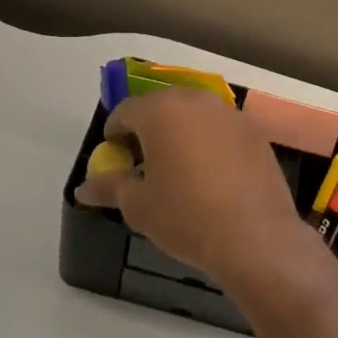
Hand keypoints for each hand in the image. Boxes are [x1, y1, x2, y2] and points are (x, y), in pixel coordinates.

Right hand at [74, 89, 311, 291]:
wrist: (254, 237)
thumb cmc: (186, 216)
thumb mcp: (138, 206)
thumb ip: (109, 187)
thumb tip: (83, 188)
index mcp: (161, 111)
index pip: (126, 111)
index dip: (114, 134)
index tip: (114, 158)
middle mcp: (196, 101)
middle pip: (162, 106)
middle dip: (148, 129)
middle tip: (142, 162)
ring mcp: (230, 114)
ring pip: (194, 115)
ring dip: (180, 133)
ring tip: (177, 168)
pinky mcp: (254, 132)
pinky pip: (220, 129)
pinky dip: (208, 143)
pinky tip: (210, 175)